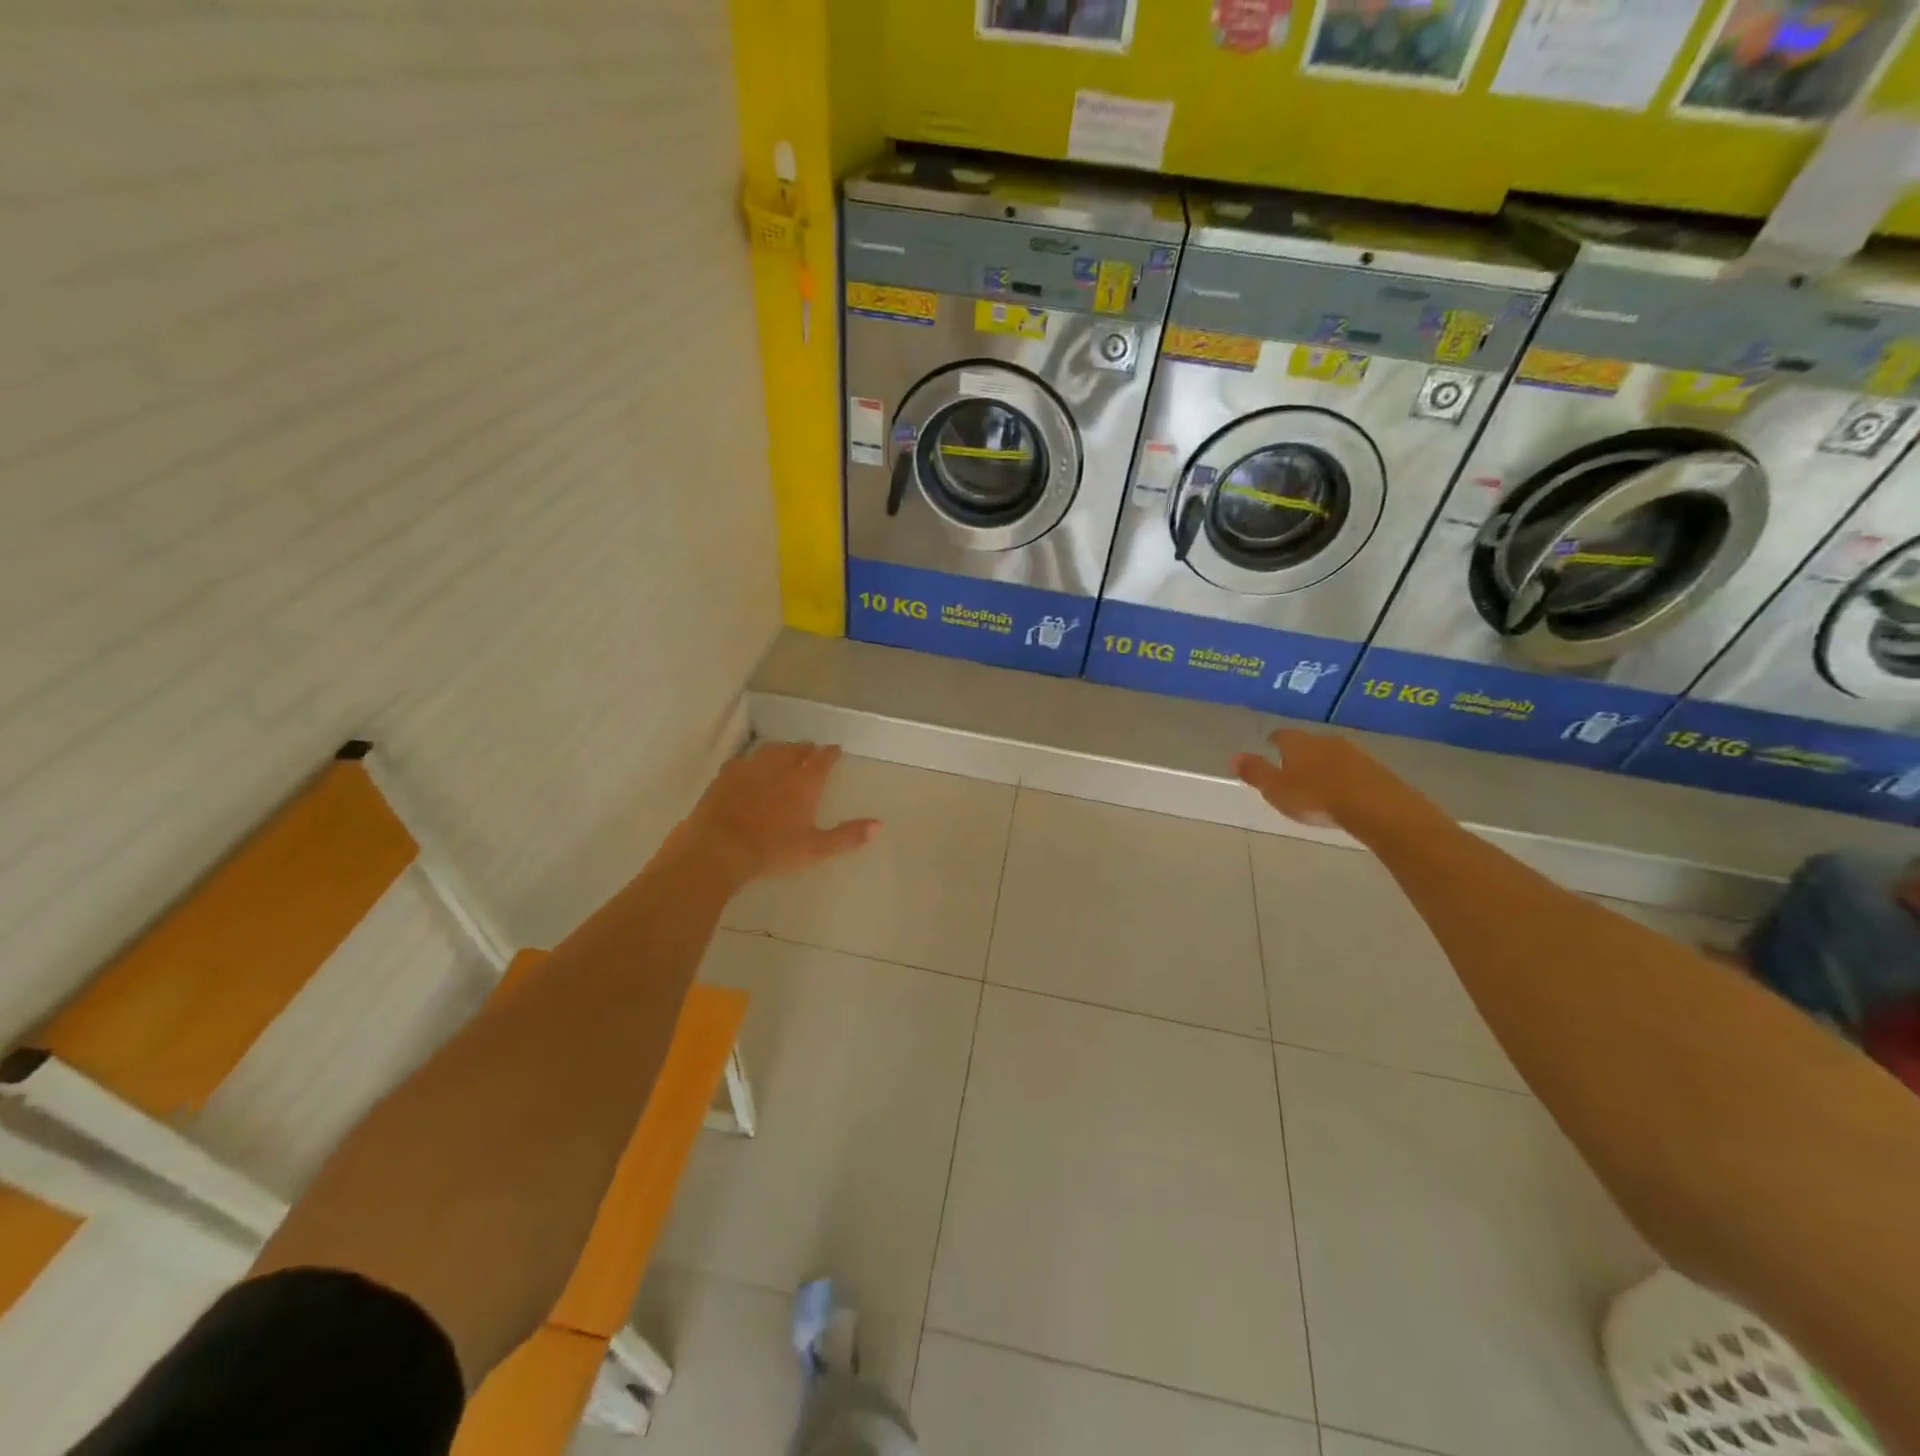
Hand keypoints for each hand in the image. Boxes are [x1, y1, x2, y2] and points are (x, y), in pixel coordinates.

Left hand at [680, 741, 878, 886]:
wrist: (718, 849)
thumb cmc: (771, 850)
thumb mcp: (814, 848)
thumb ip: (847, 836)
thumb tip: (879, 825)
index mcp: (804, 783)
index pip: (822, 760)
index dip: (830, 753)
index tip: (836, 749)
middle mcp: (779, 769)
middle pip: (796, 751)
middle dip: (806, 749)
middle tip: (812, 749)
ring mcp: (750, 770)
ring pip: (770, 751)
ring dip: (781, 749)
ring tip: (785, 751)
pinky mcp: (725, 777)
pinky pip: (743, 761)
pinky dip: (752, 760)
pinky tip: (749, 765)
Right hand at [1232, 728, 1386, 829]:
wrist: (1375, 806)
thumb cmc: (1315, 797)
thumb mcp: (1276, 789)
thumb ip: (1256, 773)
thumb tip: (1234, 757)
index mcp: (1298, 743)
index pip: (1281, 735)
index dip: (1274, 741)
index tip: (1270, 746)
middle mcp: (1325, 741)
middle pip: (1308, 743)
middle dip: (1299, 754)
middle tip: (1291, 769)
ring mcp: (1353, 753)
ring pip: (1331, 755)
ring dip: (1323, 765)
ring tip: (1316, 783)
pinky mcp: (1375, 769)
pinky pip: (1352, 769)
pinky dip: (1343, 777)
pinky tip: (1342, 792)